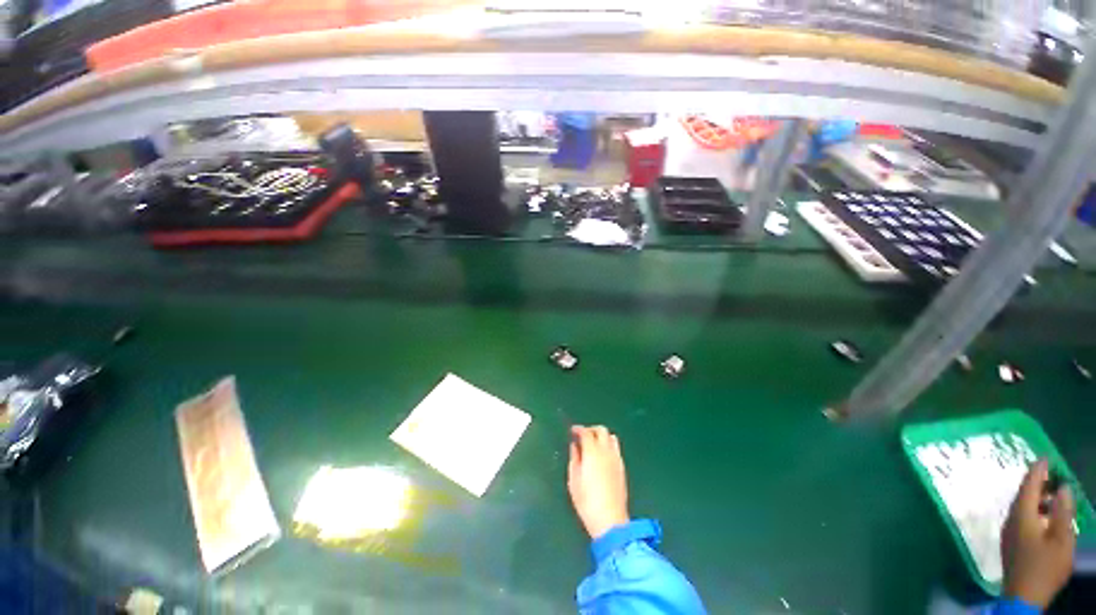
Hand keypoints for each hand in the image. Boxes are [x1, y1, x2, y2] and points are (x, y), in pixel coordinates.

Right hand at [567, 425, 630, 539]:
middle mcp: (606, 451)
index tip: (572, 431)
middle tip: (582, 436)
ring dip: (602, 436)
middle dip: (591, 429)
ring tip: (593, 444)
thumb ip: (574, 458)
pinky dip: (608, 445)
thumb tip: (575, 446)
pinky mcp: (622, 467)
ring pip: (611, 437)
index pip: (586, 432)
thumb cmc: (586, 501)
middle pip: (601, 430)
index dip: (578, 429)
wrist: (610, 520)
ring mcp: (616, 458)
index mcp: (592, 452)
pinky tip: (602, 456)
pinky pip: (616, 448)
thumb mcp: (574, 479)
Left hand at [1002, 459, 1076, 608]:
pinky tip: (1046, 514)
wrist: (1023, 597)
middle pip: (1023, 495)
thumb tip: (1063, 488)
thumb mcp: (1060, 539)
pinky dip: (1034, 510)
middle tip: (1053, 473)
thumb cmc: (1044, 568)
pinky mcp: (1011, 543)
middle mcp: (1011, 520)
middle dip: (1037, 482)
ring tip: (1054, 492)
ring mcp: (1009, 532)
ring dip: (1037, 498)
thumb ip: (1062, 512)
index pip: (1028, 487)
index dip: (1037, 471)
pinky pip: (1022, 518)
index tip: (1045, 457)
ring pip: (1022, 507)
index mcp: (1021, 516)